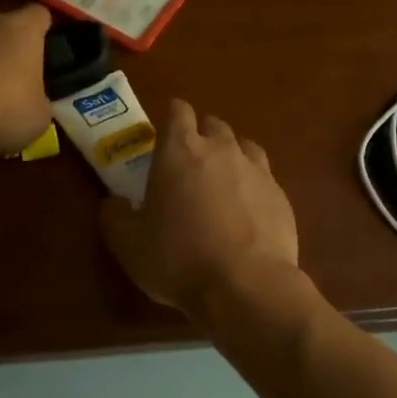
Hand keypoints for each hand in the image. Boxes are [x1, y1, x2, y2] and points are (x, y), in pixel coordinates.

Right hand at [101, 98, 298, 312]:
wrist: (247, 286)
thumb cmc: (178, 259)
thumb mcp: (128, 244)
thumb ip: (116, 216)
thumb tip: (115, 204)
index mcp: (179, 151)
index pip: (178, 111)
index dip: (170, 118)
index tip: (164, 138)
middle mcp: (221, 150)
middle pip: (213, 124)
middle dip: (201, 137)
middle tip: (188, 166)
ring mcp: (257, 170)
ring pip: (244, 146)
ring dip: (231, 157)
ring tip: (221, 184)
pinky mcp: (281, 196)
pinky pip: (265, 178)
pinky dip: (253, 186)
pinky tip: (247, 212)